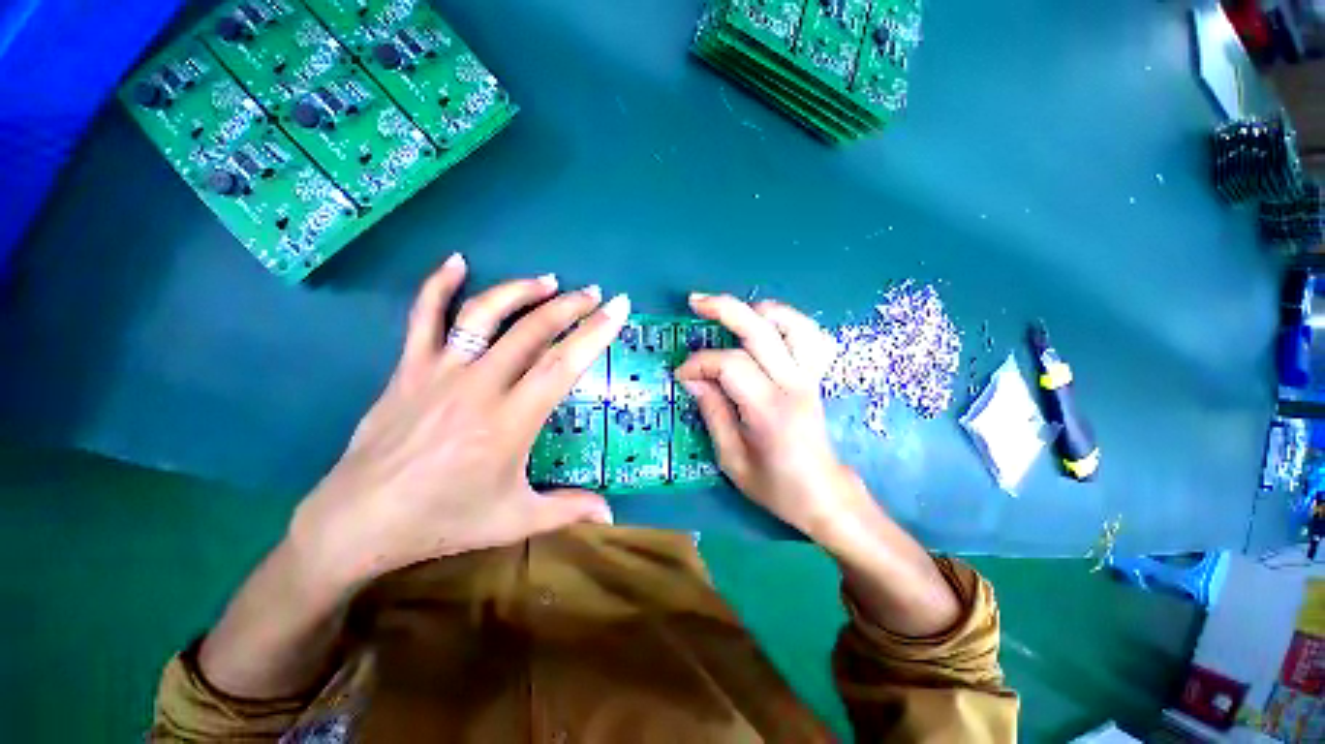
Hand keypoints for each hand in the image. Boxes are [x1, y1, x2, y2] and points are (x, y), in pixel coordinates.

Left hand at [289, 254, 628, 590]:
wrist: (357, 522)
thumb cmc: (442, 521)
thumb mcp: (513, 521)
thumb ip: (567, 511)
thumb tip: (611, 516)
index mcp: (510, 422)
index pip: (563, 364)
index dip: (596, 332)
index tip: (619, 308)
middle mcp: (479, 387)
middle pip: (533, 331)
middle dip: (570, 306)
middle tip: (594, 293)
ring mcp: (440, 372)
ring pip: (485, 315)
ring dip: (521, 291)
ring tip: (549, 280)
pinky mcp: (408, 369)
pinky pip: (423, 316)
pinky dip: (439, 285)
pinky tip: (457, 261)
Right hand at [675, 294, 874, 543]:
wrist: (823, 495)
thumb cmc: (774, 486)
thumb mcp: (731, 458)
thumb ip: (712, 412)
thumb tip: (692, 378)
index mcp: (769, 410)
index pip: (730, 364)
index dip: (699, 363)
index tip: (681, 375)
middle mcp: (793, 385)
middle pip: (761, 330)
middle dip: (724, 309)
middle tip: (695, 302)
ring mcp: (810, 377)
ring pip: (792, 323)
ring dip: (759, 309)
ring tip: (734, 309)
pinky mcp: (816, 376)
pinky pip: (810, 335)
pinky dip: (788, 320)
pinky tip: (767, 322)